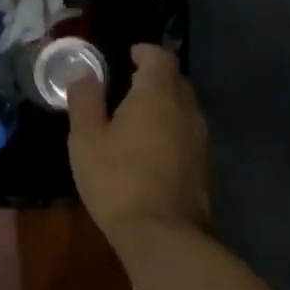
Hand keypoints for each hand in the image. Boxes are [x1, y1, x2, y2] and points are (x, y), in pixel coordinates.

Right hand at [67, 45, 209, 248]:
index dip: (145, 52)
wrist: (164, 237)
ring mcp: (200, 139)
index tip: (128, 56)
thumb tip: (84, 72)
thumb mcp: (86, 138)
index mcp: (158, 94)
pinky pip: (187, 135)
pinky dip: (171, 132)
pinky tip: (151, 152)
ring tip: (136, 121)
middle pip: (176, 81)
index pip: (160, 57)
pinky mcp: (205, 167)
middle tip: (127, 88)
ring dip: (164, 107)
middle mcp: (186, 109)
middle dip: (155, 79)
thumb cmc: (118, 180)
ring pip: (184, 109)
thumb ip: (85, 99)